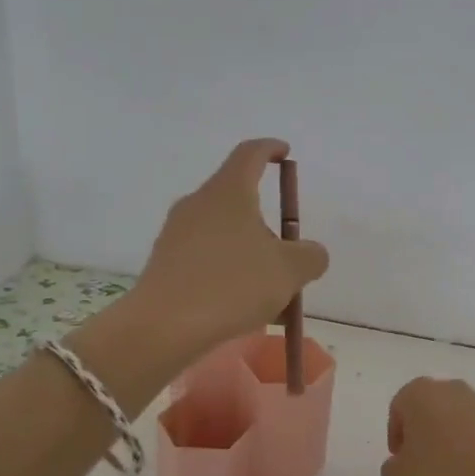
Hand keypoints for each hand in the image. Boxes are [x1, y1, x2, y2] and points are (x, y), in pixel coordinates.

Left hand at [130, 138, 329, 357]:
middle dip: (266, 222)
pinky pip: (206, 257)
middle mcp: (198, 203)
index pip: (251, 153)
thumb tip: (310, 253)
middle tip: (287, 255)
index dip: (271, 149)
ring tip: (270, 294)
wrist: (164, 326)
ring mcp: (176, 232)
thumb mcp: (290, 271)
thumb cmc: (232, 285)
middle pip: (238, 199)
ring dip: (249, 253)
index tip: (285, 152)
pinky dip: (228, 272)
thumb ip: (310, 256)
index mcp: (229, 191)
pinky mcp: (165, 262)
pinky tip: (241, 307)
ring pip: (223, 233)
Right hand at [381, 377, 474, 475]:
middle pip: (425, 409)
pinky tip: (471, 466)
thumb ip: (391, 469)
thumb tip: (395, 466)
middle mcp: (445, 386)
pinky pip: (474, 426)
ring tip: (448, 467)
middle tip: (421, 462)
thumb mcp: (403, 475)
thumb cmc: (442, 465)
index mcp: (416, 392)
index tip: (400, 461)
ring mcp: (474, 397)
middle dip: (421, 433)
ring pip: (451, 416)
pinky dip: (469, 441)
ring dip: (446, 436)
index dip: (395, 437)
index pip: (397, 410)